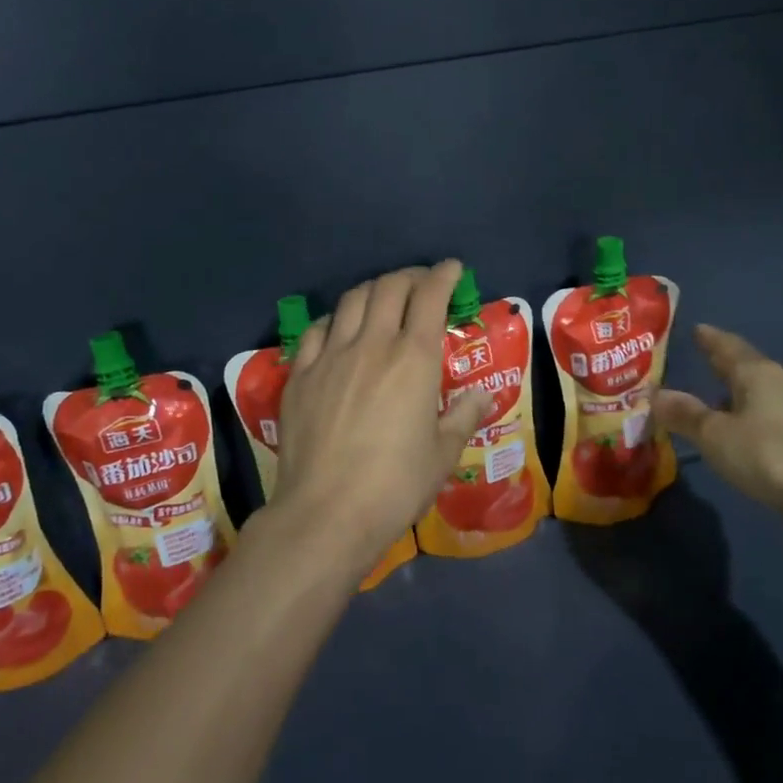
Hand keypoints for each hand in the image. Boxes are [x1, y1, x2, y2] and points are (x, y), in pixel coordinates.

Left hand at [270, 261, 495, 566]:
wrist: (327, 513)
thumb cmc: (396, 485)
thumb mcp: (443, 454)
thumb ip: (464, 416)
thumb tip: (482, 395)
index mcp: (414, 359)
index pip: (430, 296)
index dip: (443, 275)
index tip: (452, 269)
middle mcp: (373, 345)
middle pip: (389, 287)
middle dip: (410, 276)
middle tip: (422, 283)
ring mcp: (331, 357)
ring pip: (352, 301)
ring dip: (373, 290)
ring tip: (384, 298)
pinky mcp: (301, 375)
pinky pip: (317, 330)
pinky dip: (336, 320)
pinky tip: (340, 330)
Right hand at [653, 324, 782, 523]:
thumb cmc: (767, 453)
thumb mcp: (715, 434)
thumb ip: (685, 414)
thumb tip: (655, 393)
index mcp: (754, 373)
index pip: (726, 346)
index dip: (709, 338)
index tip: (695, 329)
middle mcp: (775, 384)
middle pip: (744, 366)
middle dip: (721, 361)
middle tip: (699, 356)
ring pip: (754, 392)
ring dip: (732, 391)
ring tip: (708, 396)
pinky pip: (761, 415)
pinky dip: (742, 415)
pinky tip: (733, 430)